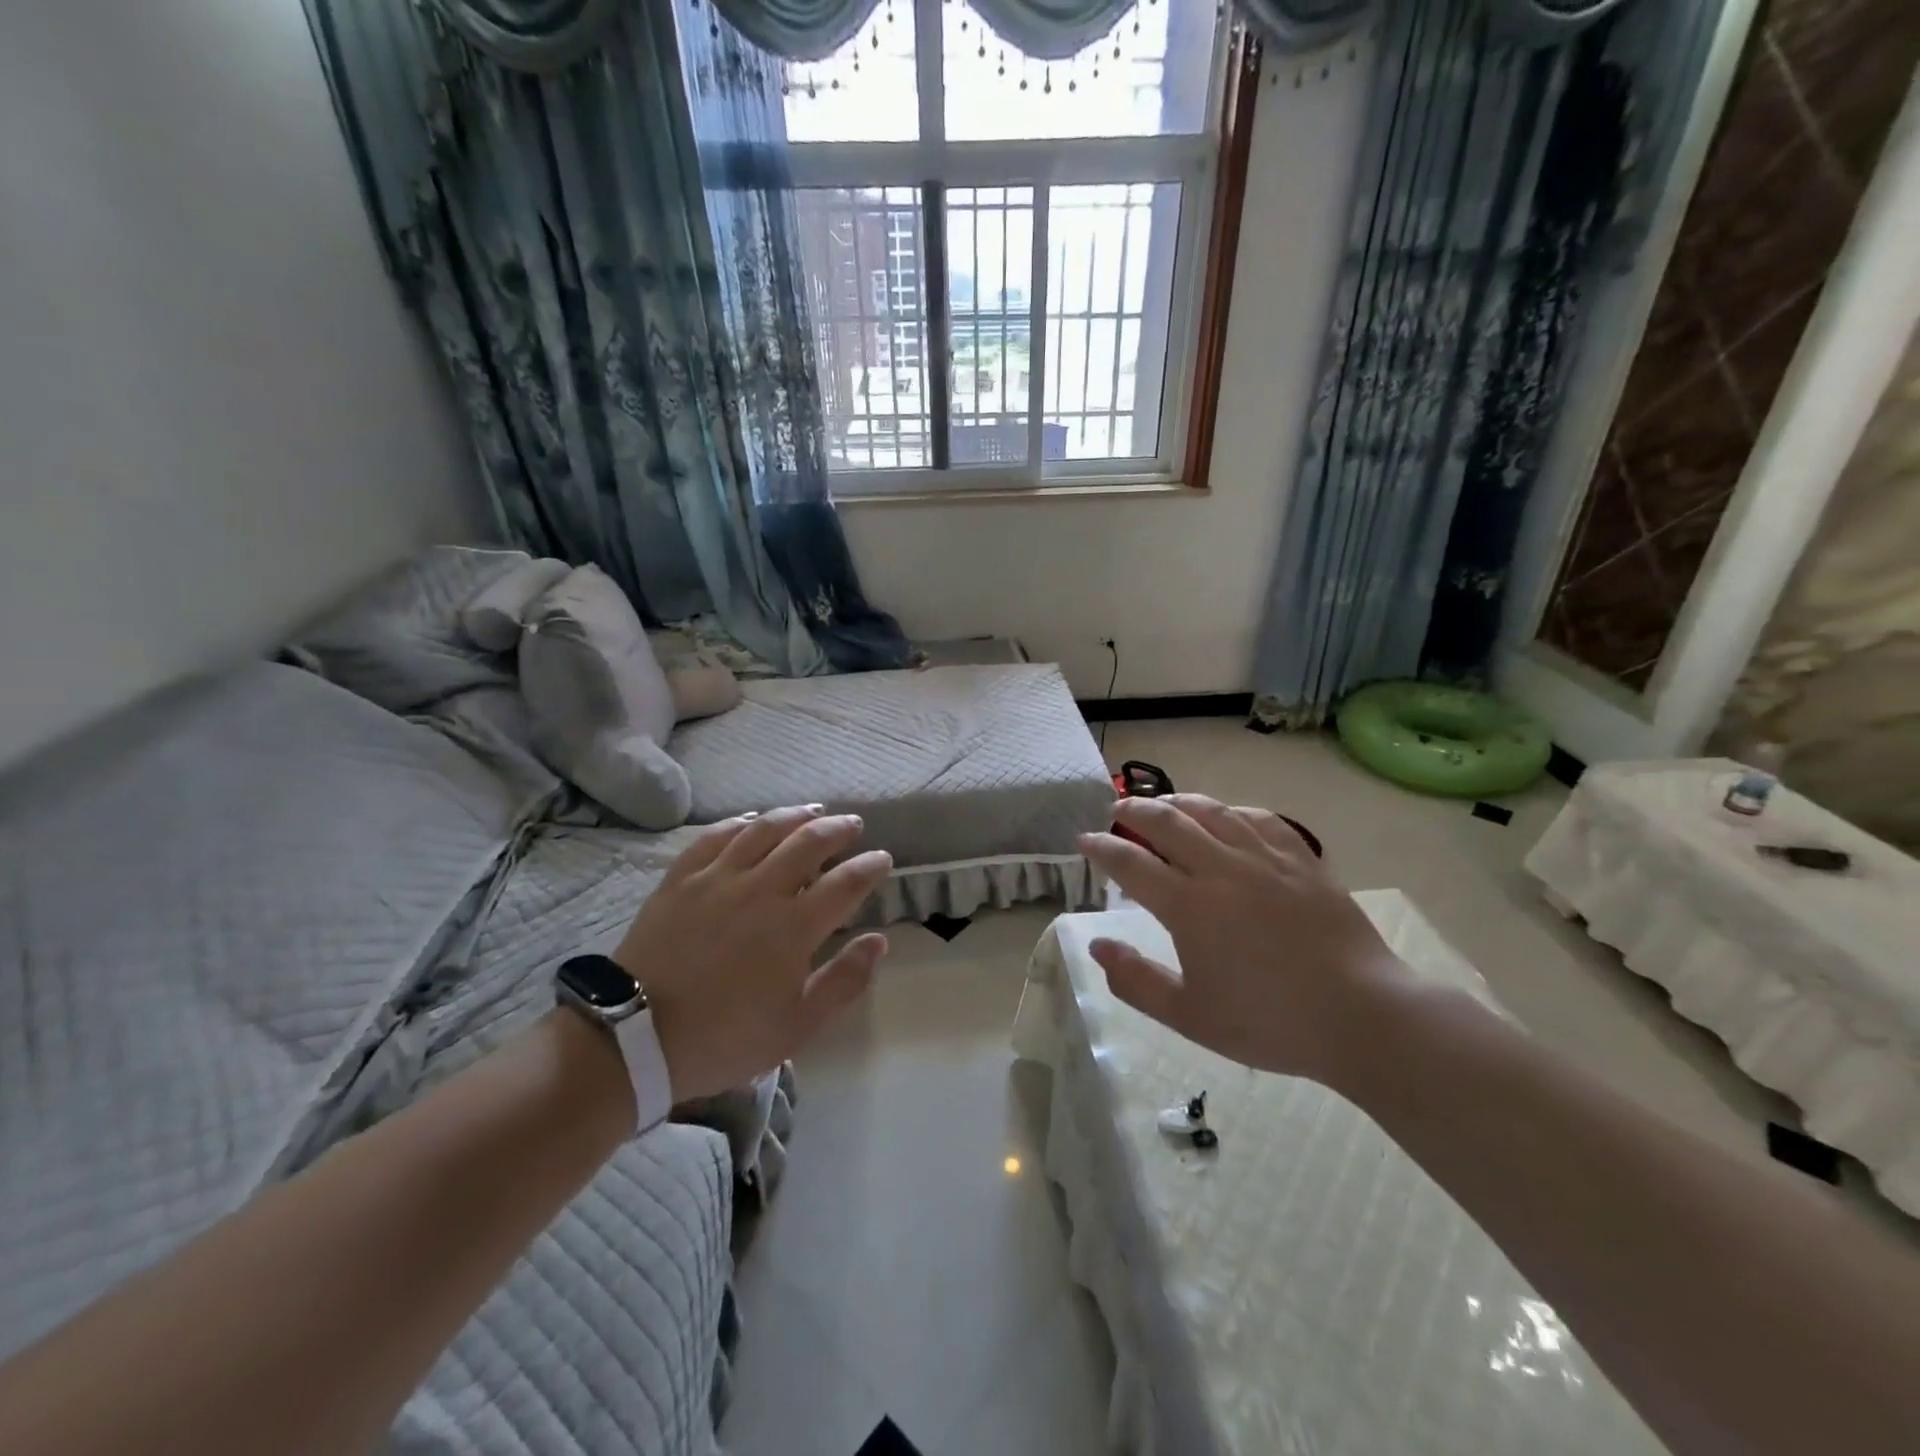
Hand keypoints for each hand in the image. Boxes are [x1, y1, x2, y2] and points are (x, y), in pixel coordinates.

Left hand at [611, 806, 892, 1102]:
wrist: (636, 1039)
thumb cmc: (725, 1037)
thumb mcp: (797, 1026)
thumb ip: (844, 981)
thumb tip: (878, 941)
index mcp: (794, 926)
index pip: (846, 882)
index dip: (870, 866)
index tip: (882, 859)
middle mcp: (761, 889)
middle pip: (809, 842)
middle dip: (838, 829)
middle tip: (852, 825)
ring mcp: (718, 878)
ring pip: (764, 830)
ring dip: (794, 816)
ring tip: (812, 810)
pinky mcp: (681, 878)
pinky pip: (715, 837)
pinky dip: (739, 823)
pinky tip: (751, 820)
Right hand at [1078, 794, 1403, 1087]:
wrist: (1362, 1016)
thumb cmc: (1269, 1022)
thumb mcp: (1190, 1016)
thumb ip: (1136, 980)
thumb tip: (1097, 946)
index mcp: (1189, 906)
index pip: (1130, 863)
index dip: (1101, 848)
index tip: (1083, 841)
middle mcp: (1221, 869)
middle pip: (1167, 822)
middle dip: (1134, 811)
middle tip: (1117, 811)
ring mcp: (1265, 859)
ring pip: (1212, 811)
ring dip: (1178, 801)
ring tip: (1163, 803)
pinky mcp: (1301, 860)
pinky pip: (1259, 818)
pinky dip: (1232, 811)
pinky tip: (1226, 816)